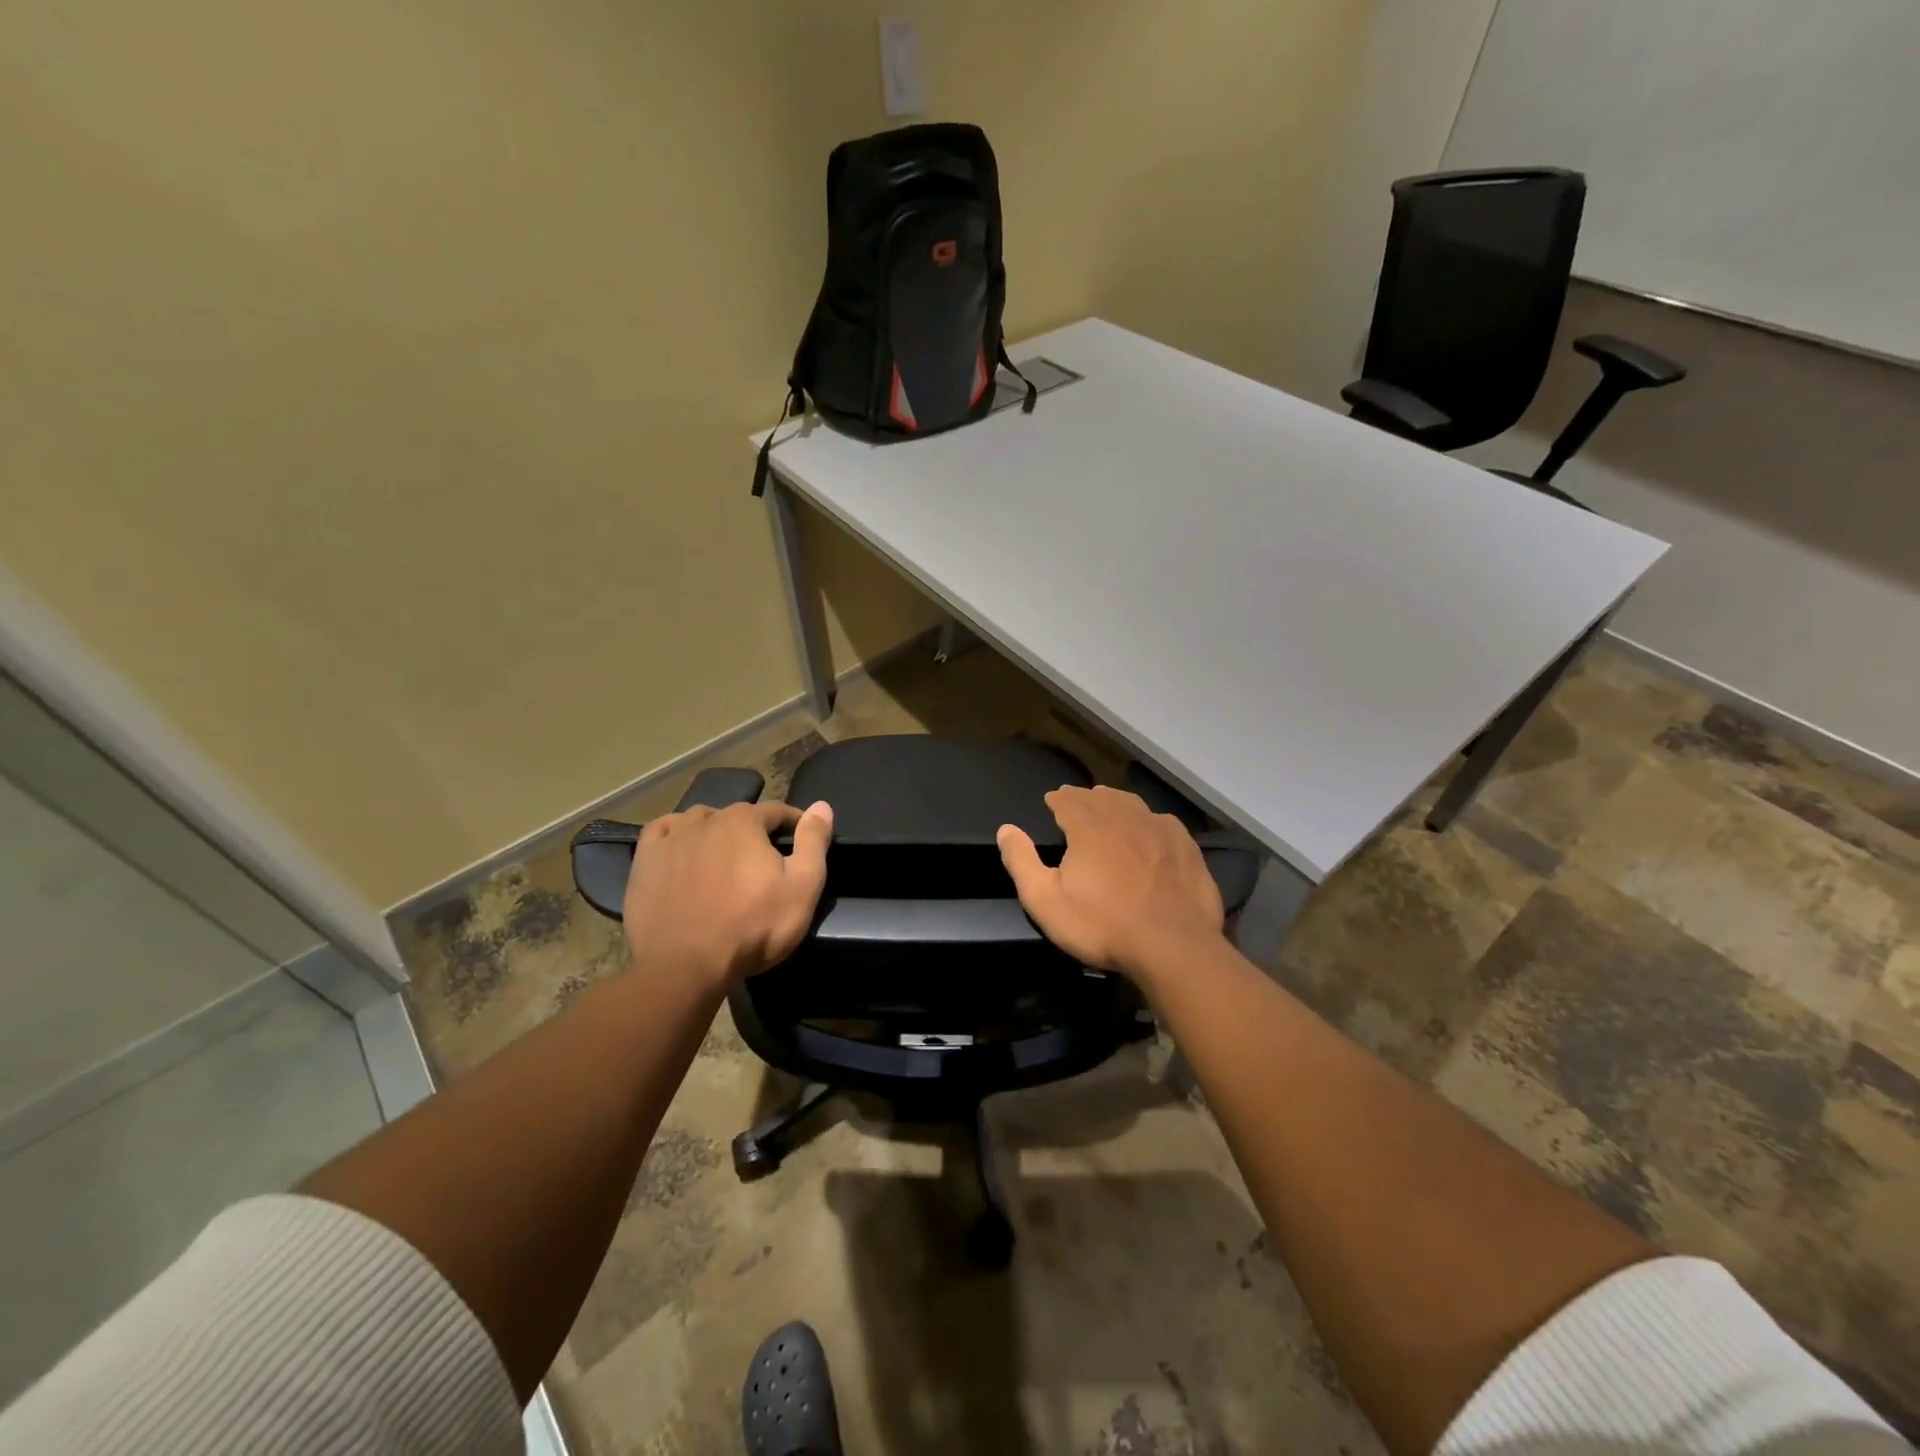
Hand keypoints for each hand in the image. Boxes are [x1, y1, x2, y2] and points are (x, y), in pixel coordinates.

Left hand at [623, 800, 833, 990]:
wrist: (685, 966)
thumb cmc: (752, 927)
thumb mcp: (802, 888)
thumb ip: (813, 842)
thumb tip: (821, 805)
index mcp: (745, 822)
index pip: (777, 811)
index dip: (793, 823)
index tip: (801, 839)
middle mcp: (706, 819)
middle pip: (737, 815)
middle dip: (754, 830)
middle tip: (762, 859)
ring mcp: (671, 838)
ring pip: (699, 820)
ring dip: (715, 830)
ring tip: (723, 856)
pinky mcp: (645, 861)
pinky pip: (661, 831)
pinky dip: (675, 833)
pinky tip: (681, 847)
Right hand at [996, 786, 1225, 979]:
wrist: (1172, 947)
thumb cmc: (1102, 924)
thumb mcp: (1046, 901)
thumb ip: (1022, 862)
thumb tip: (1005, 829)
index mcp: (1089, 827)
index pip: (1069, 800)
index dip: (1058, 799)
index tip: (1052, 800)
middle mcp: (1125, 818)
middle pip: (1102, 798)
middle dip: (1086, 798)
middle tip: (1078, 803)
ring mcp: (1160, 831)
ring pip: (1134, 805)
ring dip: (1117, 804)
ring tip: (1110, 809)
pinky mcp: (1186, 849)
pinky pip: (1163, 823)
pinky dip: (1150, 821)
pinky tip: (1151, 830)